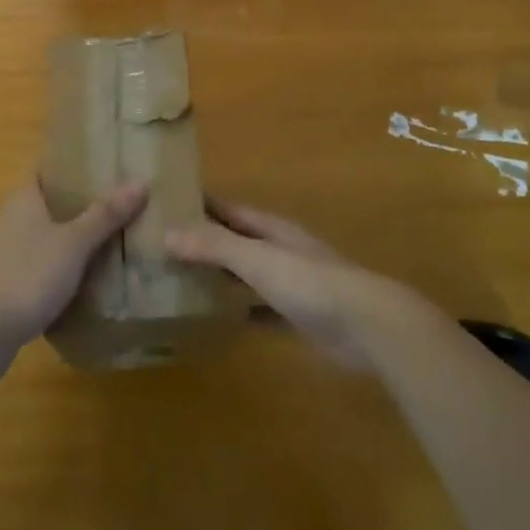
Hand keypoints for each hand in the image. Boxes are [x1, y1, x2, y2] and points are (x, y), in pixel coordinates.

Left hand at [0, 179, 148, 356]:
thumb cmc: (28, 274)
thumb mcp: (75, 242)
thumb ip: (106, 214)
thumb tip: (141, 181)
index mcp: (23, 197)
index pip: (49, 169)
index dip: (76, 165)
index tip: (107, 167)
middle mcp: (10, 217)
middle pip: (50, 202)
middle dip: (81, 204)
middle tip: (119, 204)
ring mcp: (5, 251)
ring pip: (46, 234)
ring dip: (72, 237)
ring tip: (111, 239)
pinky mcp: (5, 281)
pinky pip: (40, 263)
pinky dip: (61, 265)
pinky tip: (86, 277)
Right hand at [165, 201, 423, 370]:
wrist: (367, 326)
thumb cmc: (310, 282)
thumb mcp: (258, 258)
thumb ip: (214, 245)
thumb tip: (166, 232)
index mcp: (271, 228)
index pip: (228, 209)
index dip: (200, 205)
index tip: (166, 204)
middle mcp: (279, 250)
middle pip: (236, 240)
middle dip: (205, 242)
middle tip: (162, 247)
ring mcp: (291, 284)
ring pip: (246, 275)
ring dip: (220, 276)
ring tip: (180, 282)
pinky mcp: (298, 317)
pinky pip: (260, 310)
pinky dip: (240, 311)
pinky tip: (217, 321)